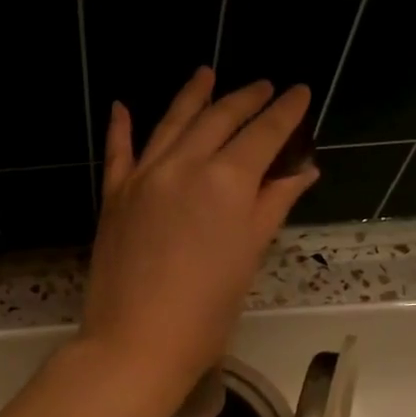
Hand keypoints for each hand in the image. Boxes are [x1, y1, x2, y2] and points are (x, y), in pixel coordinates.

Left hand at [80, 68, 318, 398]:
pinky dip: (121, 127)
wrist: (135, 343)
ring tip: (207, 74)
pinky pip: (118, 152)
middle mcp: (184, 165)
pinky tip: (122, 106)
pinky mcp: (114, 197)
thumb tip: (302, 171)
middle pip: (219, 118)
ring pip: (171, 123)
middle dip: (245, 99)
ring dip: (192, 96)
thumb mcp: (248, 257)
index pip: (263, 133)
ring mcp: (143, 177)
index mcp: (227, 182)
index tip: (299, 92)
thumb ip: (271, 206)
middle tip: (264, 86)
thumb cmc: (205, 313)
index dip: (285, 111)